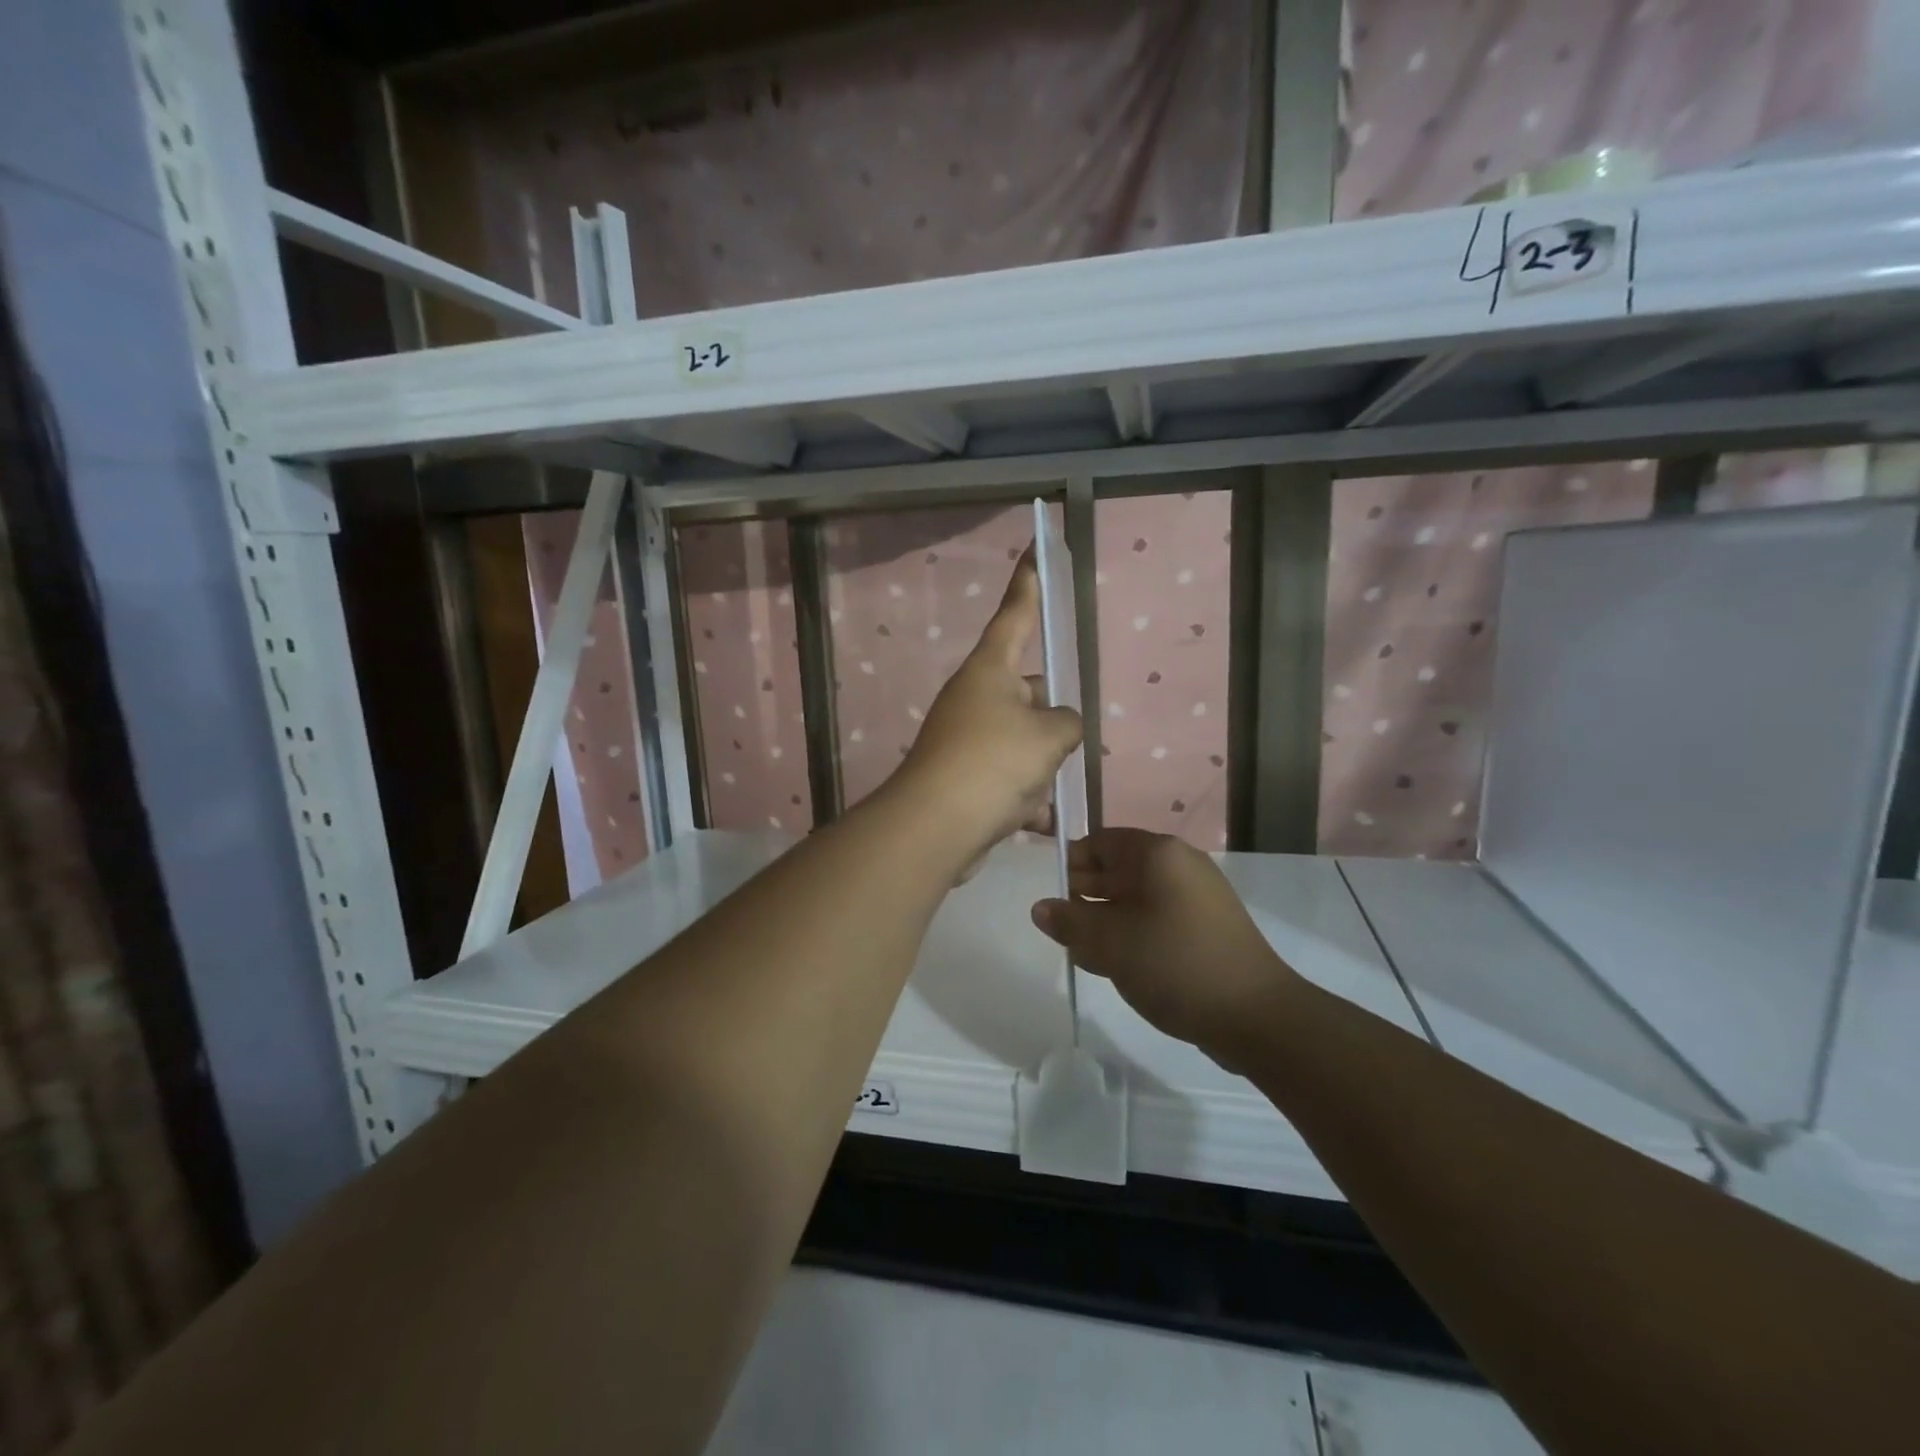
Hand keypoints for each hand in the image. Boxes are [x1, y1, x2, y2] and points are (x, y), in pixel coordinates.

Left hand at [891, 550, 1082, 868]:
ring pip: (1021, 741)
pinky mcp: (962, 776)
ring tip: (1049, 789)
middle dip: (1051, 718)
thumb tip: (1059, 725)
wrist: (937, 826)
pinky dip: (1023, 799)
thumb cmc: (994, 762)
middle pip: (1027, 692)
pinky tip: (1036, 819)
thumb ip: (1066, 722)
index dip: (1028, 583)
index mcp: (990, 671)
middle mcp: (974, 697)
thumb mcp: (1049, 736)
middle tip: (1069, 741)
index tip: (1034, 549)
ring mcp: (965, 737)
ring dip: (1041, 767)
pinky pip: (1006, 779)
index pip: (1015, 615)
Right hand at [1031, 829, 1299, 1054]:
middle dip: (1086, 894)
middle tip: (1063, 927)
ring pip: (1137, 897)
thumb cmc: (1174, 964)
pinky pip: (1158, 918)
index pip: (1101, 841)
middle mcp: (1180, 865)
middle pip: (1119, 868)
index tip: (1053, 896)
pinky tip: (1117, 964)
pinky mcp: (1208, 927)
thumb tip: (1041, 908)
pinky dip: (1134, 932)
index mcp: (1157, 854)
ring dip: (1107, 918)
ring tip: (1084, 951)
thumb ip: (1070, 922)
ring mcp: (1198, 897)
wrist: (1255, 1015)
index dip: (1071, 863)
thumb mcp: (1110, 943)